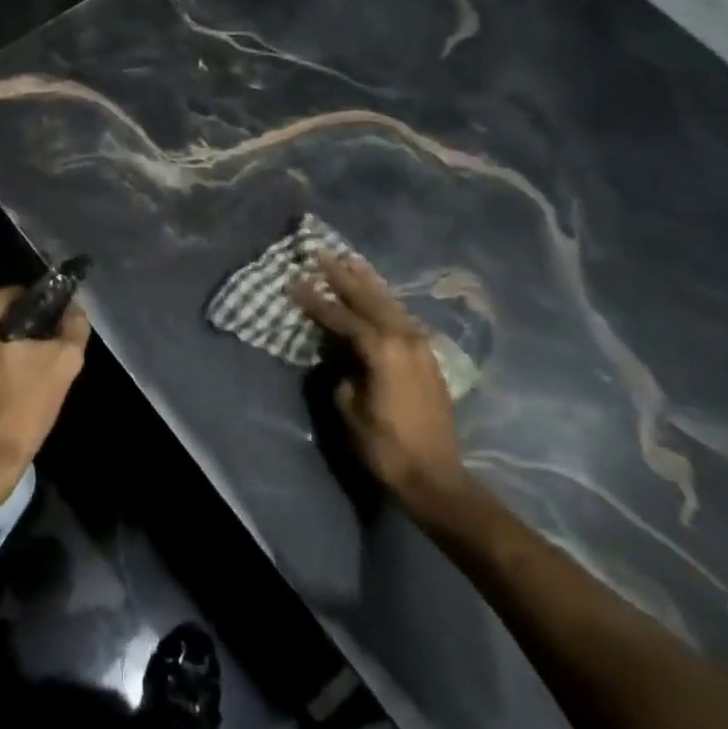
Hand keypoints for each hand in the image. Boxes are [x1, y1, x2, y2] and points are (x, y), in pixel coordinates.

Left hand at [0, 288, 89, 505]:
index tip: (53, 344)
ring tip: (25, 382)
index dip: (44, 318)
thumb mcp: (63, 362)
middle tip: (42, 364)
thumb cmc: (18, 408)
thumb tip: (74, 310)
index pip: (20, 297)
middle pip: (0, 318)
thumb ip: (74, 326)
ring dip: (5, 354)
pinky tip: (4, 393)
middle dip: (22, 336)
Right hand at [291, 251, 465, 507]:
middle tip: (321, 253)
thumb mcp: (348, 406)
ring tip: (350, 260)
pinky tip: (377, 295)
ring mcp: (421, 346)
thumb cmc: (384, 444)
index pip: (341, 316)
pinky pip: (402, 318)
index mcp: (382, 349)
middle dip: (343, 276)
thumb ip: (342, 371)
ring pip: (390, 303)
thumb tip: (342, 356)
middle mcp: (405, 338)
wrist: (435, 476)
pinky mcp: (428, 358)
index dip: (314, 299)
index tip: (292, 281)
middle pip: (369, 298)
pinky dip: (385, 301)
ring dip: (368, 282)